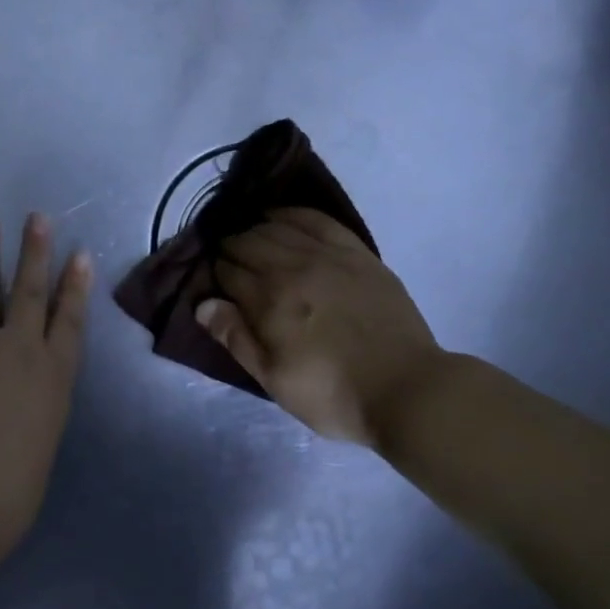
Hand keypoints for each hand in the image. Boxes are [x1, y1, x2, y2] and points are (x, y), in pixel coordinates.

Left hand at [0, 213, 92, 561]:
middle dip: (35, 252)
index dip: (76, 285)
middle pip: (30, 291)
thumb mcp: (40, 451)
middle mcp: (17, 349)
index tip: (79, 254)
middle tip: (37, 217)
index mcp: (52, 376)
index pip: (69, 320)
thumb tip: (22, 413)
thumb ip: (34, 421)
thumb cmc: (8, 492)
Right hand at [197, 208, 441, 448]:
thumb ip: (236, 338)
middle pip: (248, 242)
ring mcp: (328, 255)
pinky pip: (318, 220)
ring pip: (278, 227)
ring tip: (248, 239)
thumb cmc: (333, 394)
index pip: (227, 272)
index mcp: (269, 300)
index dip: (215, 275)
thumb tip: (202, 303)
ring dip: (255, 230)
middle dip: (230, 249)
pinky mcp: (357, 253)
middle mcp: (293, 267)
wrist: (407, 389)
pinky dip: (293, 214)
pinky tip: (280, 216)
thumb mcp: (274, 379)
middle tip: (227, 262)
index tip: (213, 284)